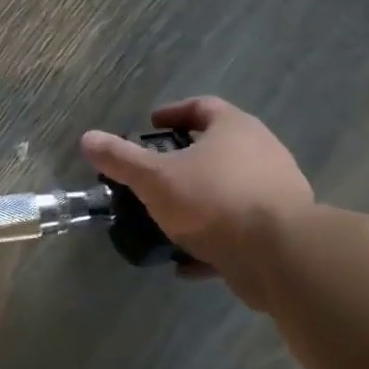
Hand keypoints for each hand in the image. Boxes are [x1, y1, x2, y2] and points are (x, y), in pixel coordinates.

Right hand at [81, 97, 312, 311]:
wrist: (279, 254)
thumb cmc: (213, 200)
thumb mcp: (155, 178)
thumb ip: (121, 159)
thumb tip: (87, 139)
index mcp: (235, 129)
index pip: (202, 107)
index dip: (173, 113)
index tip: (150, 126)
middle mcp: (262, 152)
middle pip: (218, 148)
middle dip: (184, 160)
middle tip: (154, 173)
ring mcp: (276, 191)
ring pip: (228, 190)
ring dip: (198, 202)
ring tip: (166, 218)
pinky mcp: (281, 229)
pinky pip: (238, 228)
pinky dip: (211, 239)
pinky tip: (186, 261)